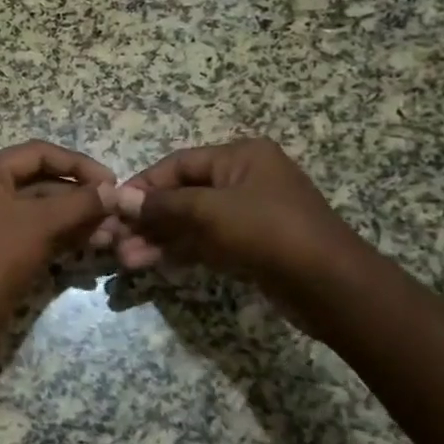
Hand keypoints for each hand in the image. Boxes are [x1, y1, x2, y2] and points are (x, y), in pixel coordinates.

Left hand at [0, 141, 115, 311]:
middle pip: (38, 181)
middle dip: (79, 197)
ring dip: (73, 218)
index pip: (37, 153)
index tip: (112, 182)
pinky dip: (57, 233)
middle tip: (115, 211)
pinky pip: (28, 228)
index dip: (79, 165)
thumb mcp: (42, 224)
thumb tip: (116, 191)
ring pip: (36, 208)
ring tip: (110, 231)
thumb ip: (80, 203)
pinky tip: (90, 242)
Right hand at [105, 139, 366, 295]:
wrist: (331, 286)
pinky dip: (178, 251)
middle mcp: (243, 179)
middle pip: (181, 194)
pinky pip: (204, 242)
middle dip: (147, 218)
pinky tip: (150, 263)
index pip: (178, 164)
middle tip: (114, 240)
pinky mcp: (249, 246)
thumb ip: (163, 204)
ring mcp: (247, 215)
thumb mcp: (211, 211)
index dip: (143, 185)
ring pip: (190, 222)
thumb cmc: (270, 232)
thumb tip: (120, 198)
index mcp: (240, 157)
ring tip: (126, 259)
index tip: (113, 207)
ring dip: (157, 239)